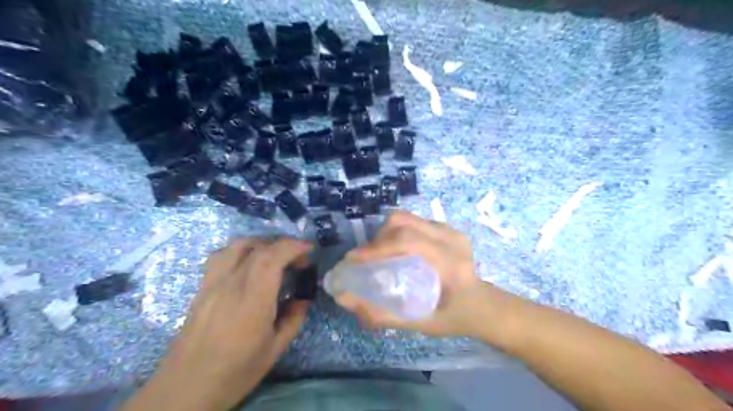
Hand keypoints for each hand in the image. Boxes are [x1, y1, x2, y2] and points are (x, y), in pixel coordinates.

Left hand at [128, 238, 312, 410]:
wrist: (184, 389)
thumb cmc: (235, 372)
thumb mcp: (274, 350)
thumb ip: (293, 319)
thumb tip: (303, 299)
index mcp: (252, 300)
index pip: (272, 257)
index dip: (293, 246)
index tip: (309, 249)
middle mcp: (230, 284)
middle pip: (257, 248)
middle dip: (283, 245)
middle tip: (298, 259)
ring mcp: (212, 283)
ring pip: (236, 245)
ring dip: (261, 243)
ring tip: (274, 256)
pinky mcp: (202, 288)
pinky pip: (221, 256)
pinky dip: (240, 250)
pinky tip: (247, 264)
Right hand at [334, 211, 501, 337]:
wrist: (486, 305)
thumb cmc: (457, 318)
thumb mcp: (423, 324)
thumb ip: (385, 316)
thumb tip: (347, 301)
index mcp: (450, 263)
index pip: (408, 242)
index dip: (377, 247)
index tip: (353, 259)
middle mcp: (451, 239)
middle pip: (404, 222)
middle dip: (377, 238)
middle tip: (365, 259)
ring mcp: (450, 230)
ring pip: (407, 218)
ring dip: (386, 233)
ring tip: (377, 254)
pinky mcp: (447, 228)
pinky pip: (414, 221)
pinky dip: (397, 232)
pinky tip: (394, 250)